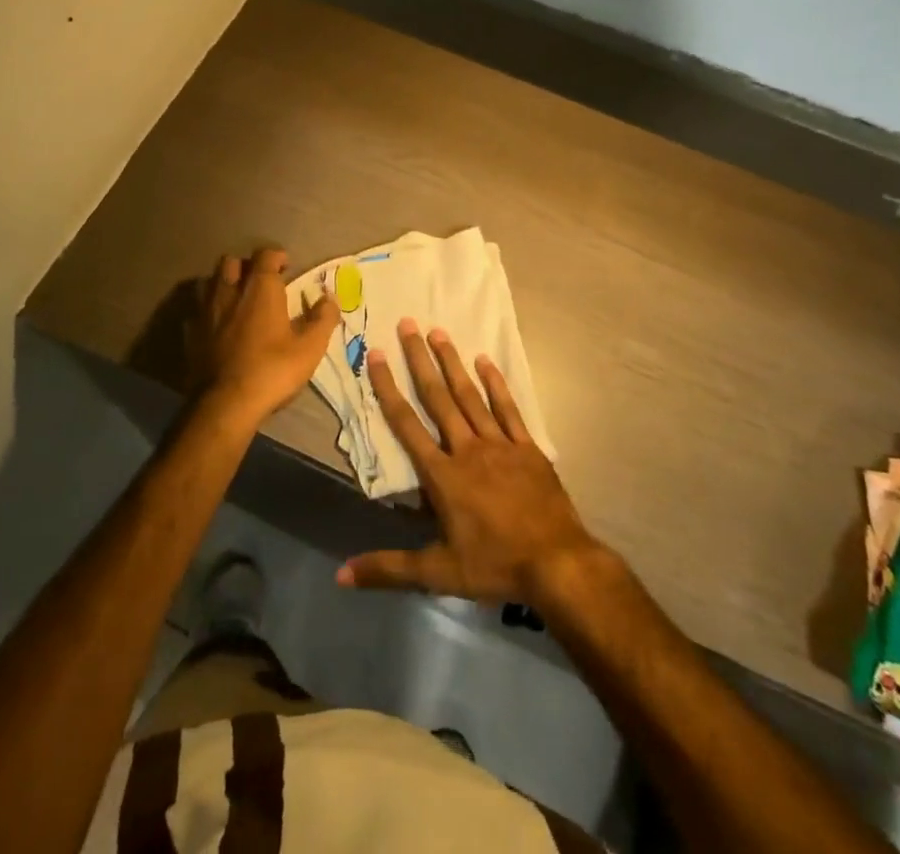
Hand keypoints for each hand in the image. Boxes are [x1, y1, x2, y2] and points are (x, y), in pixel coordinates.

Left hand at [188, 247, 340, 424]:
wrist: (225, 404)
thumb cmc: (272, 370)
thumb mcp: (310, 347)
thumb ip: (323, 318)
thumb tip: (329, 298)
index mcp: (260, 289)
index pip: (265, 254)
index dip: (277, 256)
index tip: (287, 267)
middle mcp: (229, 291)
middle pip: (231, 262)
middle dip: (246, 266)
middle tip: (260, 282)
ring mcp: (206, 311)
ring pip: (210, 282)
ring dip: (223, 284)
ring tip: (236, 300)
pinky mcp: (191, 333)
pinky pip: (197, 311)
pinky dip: (207, 312)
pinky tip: (216, 325)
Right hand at [337, 319, 607, 605]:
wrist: (558, 563)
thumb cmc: (495, 565)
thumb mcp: (438, 573)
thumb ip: (389, 569)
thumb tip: (341, 575)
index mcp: (443, 475)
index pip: (406, 425)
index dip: (388, 388)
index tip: (377, 355)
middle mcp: (467, 449)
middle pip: (438, 398)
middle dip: (420, 360)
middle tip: (408, 324)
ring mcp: (500, 444)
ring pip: (471, 395)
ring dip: (453, 363)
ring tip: (438, 332)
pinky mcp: (527, 447)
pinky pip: (508, 409)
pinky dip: (496, 384)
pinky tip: (486, 361)